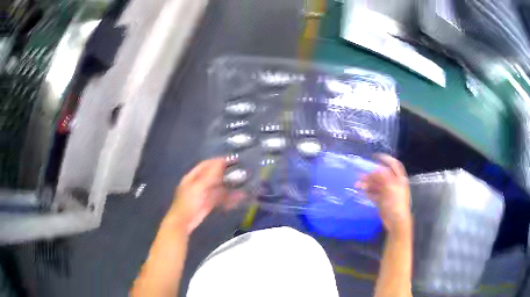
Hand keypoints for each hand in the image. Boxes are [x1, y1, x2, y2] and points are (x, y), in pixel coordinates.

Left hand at [165, 158, 243, 234]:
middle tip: (239, 172)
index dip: (217, 161)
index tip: (231, 160)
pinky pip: (219, 198)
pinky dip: (228, 198)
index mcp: (192, 177)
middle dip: (225, 174)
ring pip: (218, 188)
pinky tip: (237, 198)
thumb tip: (221, 162)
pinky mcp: (208, 204)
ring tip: (242, 186)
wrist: (183, 222)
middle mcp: (198, 184)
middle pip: (213, 176)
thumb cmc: (188, 202)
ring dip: (228, 187)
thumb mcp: (198, 187)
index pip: (206, 165)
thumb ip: (210, 175)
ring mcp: (203, 195)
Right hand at [357, 154, 410, 234]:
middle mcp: (394, 184)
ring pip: (376, 185)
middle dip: (371, 174)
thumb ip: (384, 177)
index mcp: (399, 179)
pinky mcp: (382, 201)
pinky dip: (368, 192)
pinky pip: (374, 194)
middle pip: (382, 175)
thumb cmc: (396, 203)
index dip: (386, 159)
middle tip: (360, 175)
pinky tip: (362, 192)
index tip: (375, 156)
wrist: (396, 221)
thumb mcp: (391, 188)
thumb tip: (376, 169)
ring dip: (367, 184)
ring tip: (357, 185)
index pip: (394, 165)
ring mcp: (388, 193)